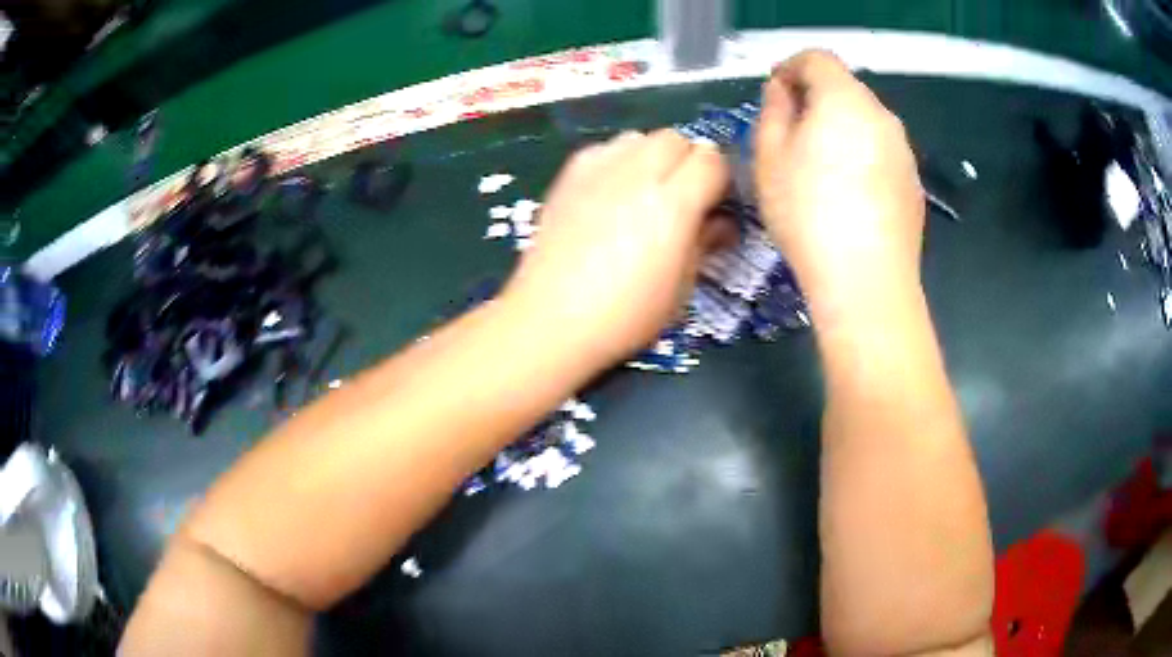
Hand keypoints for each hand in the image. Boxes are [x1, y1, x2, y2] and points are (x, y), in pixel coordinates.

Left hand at [504, 129, 730, 364]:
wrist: (552, 319)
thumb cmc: (626, 315)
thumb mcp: (681, 287)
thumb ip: (704, 242)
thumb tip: (720, 222)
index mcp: (673, 204)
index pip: (712, 160)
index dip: (720, 179)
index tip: (715, 203)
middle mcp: (637, 174)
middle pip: (676, 138)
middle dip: (687, 161)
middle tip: (681, 197)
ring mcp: (598, 170)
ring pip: (639, 137)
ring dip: (651, 156)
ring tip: (644, 191)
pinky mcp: (568, 175)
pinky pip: (604, 148)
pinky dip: (616, 160)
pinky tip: (609, 192)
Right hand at [754, 51, 924, 324]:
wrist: (868, 282)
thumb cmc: (809, 214)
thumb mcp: (770, 158)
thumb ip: (774, 112)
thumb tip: (782, 90)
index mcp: (845, 100)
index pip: (817, 59)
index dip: (791, 68)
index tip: (775, 94)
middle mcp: (882, 116)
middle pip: (845, 89)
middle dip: (816, 100)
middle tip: (792, 134)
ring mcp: (904, 152)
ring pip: (866, 122)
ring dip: (841, 129)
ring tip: (820, 170)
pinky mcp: (913, 184)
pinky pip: (882, 153)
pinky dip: (863, 157)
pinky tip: (849, 196)